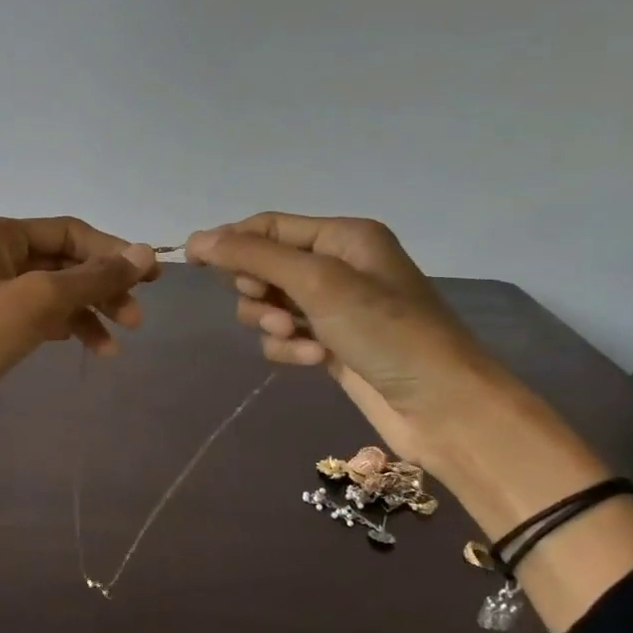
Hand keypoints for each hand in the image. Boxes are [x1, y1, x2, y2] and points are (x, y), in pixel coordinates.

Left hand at [0, 217, 158, 428]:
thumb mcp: (38, 300)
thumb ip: (93, 277)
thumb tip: (147, 253)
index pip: (70, 232)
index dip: (112, 252)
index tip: (149, 281)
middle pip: (63, 262)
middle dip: (101, 289)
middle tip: (135, 320)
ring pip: (52, 293)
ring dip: (86, 314)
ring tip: (114, 348)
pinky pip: (36, 316)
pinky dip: (63, 328)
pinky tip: (86, 347)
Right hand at [184, 212, 509, 464]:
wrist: (442, 407)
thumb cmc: (385, 331)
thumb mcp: (317, 283)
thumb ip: (254, 257)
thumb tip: (195, 238)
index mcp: (343, 236)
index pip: (268, 226)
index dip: (230, 241)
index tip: (191, 262)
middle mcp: (337, 265)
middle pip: (263, 266)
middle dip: (258, 290)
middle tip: (273, 308)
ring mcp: (333, 308)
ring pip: (268, 305)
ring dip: (272, 323)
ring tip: (298, 339)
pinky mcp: (329, 344)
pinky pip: (284, 336)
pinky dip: (290, 348)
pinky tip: (314, 360)